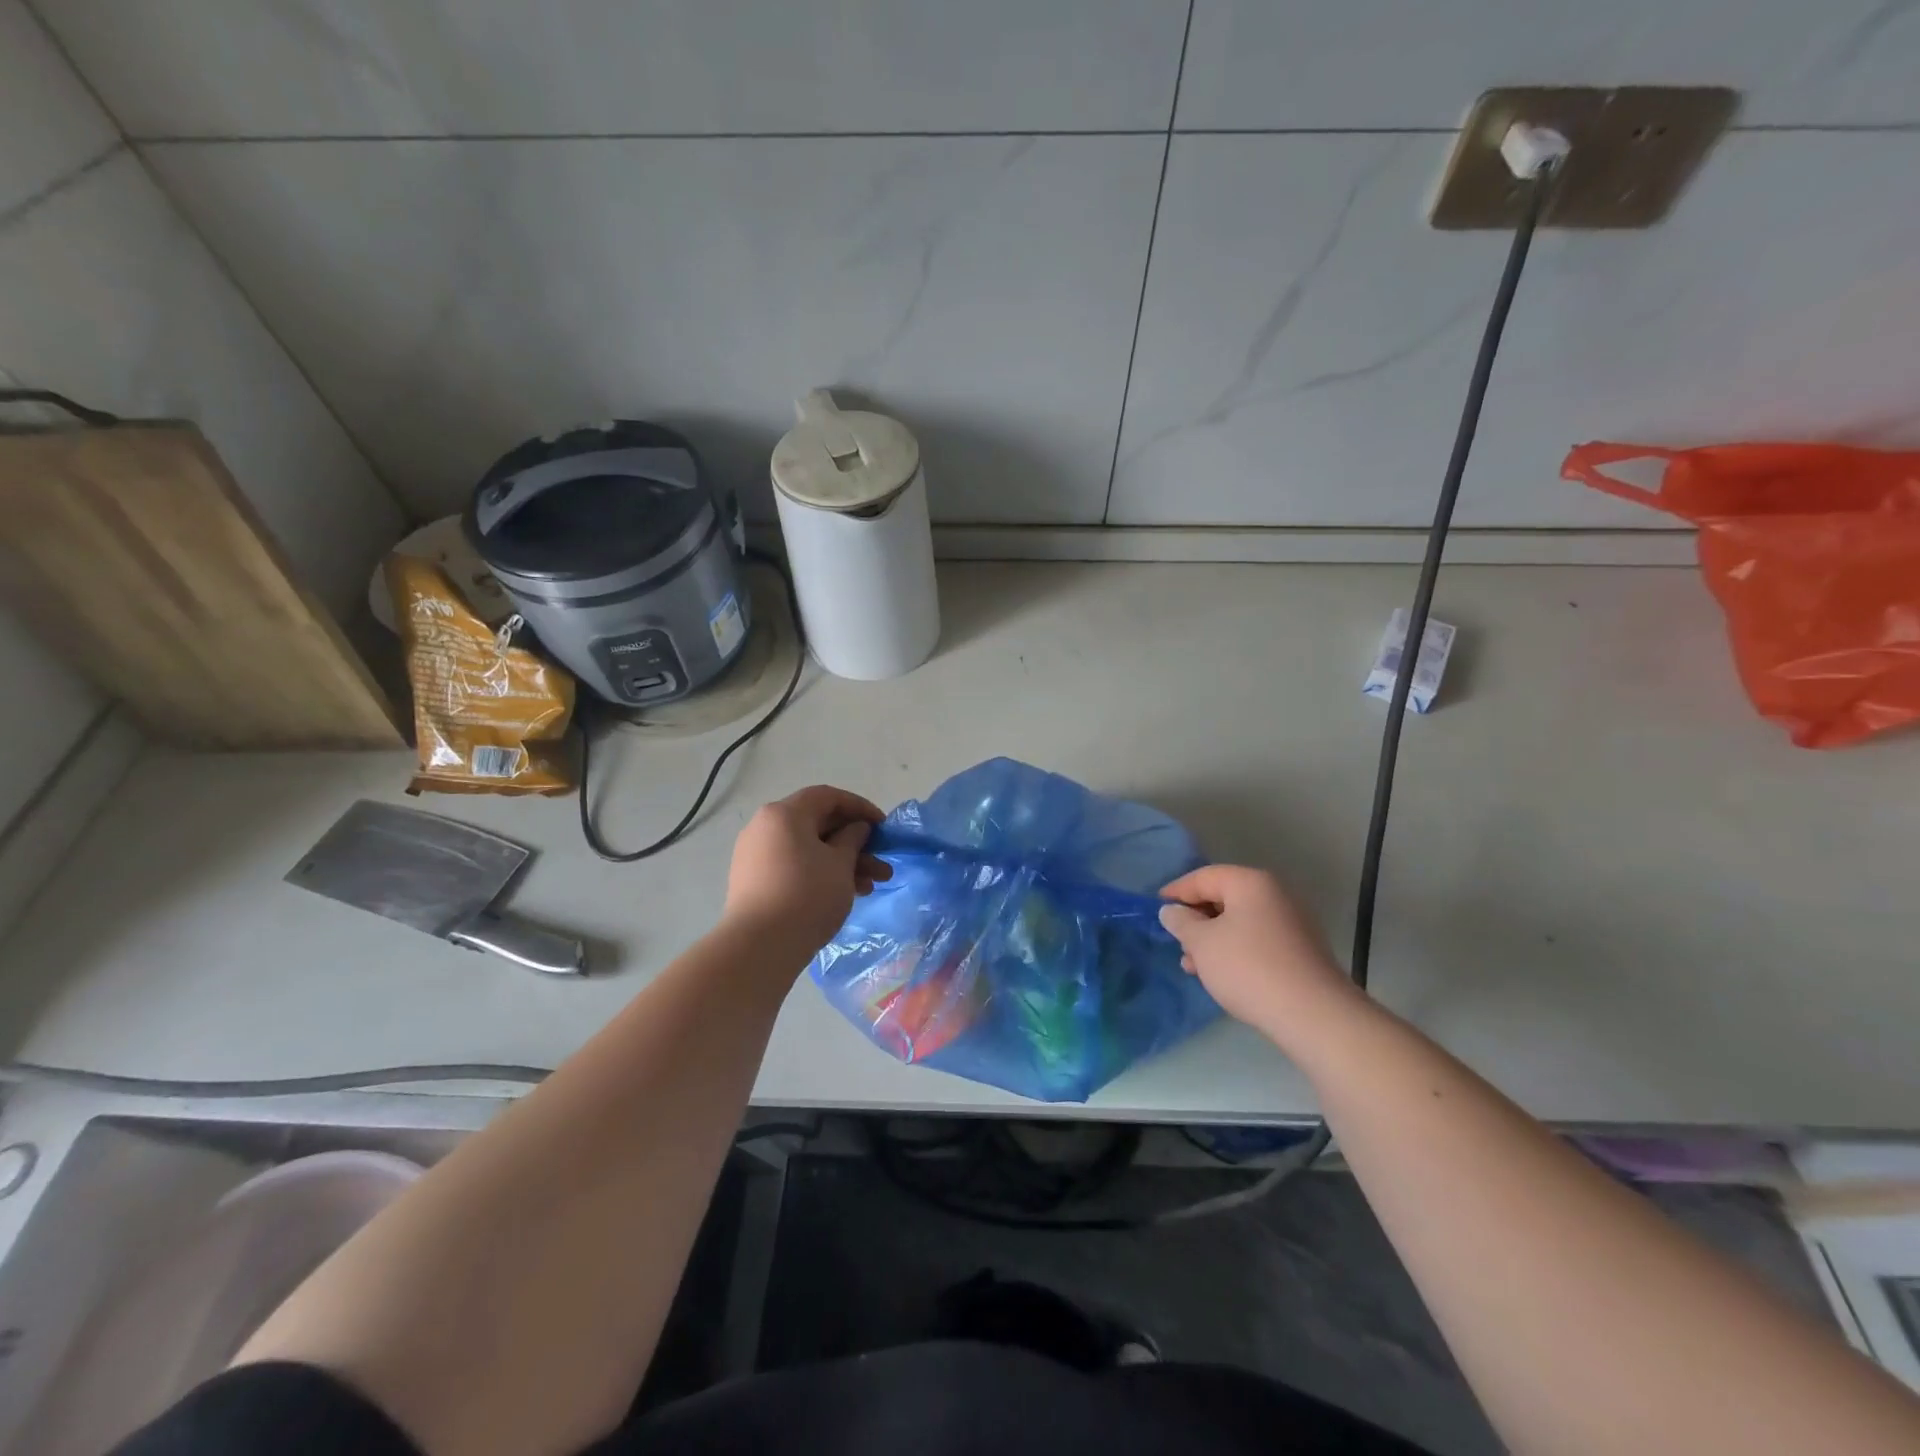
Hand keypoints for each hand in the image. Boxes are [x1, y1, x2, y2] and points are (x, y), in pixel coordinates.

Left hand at [724, 785, 891, 954]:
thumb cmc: (807, 895)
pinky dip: (820, 873)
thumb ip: (853, 839)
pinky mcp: (754, 882)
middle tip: (881, 863)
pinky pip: (794, 866)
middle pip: (818, 825)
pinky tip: (846, 894)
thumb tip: (855, 828)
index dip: (860, 808)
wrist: (759, 947)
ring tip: (871, 887)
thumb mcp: (841, 864)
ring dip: (842, 863)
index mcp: (784, 814)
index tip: (883, 827)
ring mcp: (756, 855)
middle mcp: (765, 827)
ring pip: (808, 849)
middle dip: (855, 843)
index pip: (827, 797)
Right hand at [1158, 865, 1359, 1047]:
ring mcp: (1291, 923)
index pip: (1203, 877)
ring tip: (1192, 966)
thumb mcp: (1202, 943)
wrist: (1313, 1014)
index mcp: (1251, 883)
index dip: (1176, 891)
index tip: (1156, 910)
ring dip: (1212, 939)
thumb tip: (1171, 910)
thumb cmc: (1248, 968)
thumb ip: (1181, 922)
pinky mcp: (1300, 950)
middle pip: (1223, 898)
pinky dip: (1234, 951)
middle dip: (1196, 920)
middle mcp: (1275, 895)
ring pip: (1239, 922)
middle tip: (1176, 942)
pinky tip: (1220, 975)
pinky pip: (1256, 940)